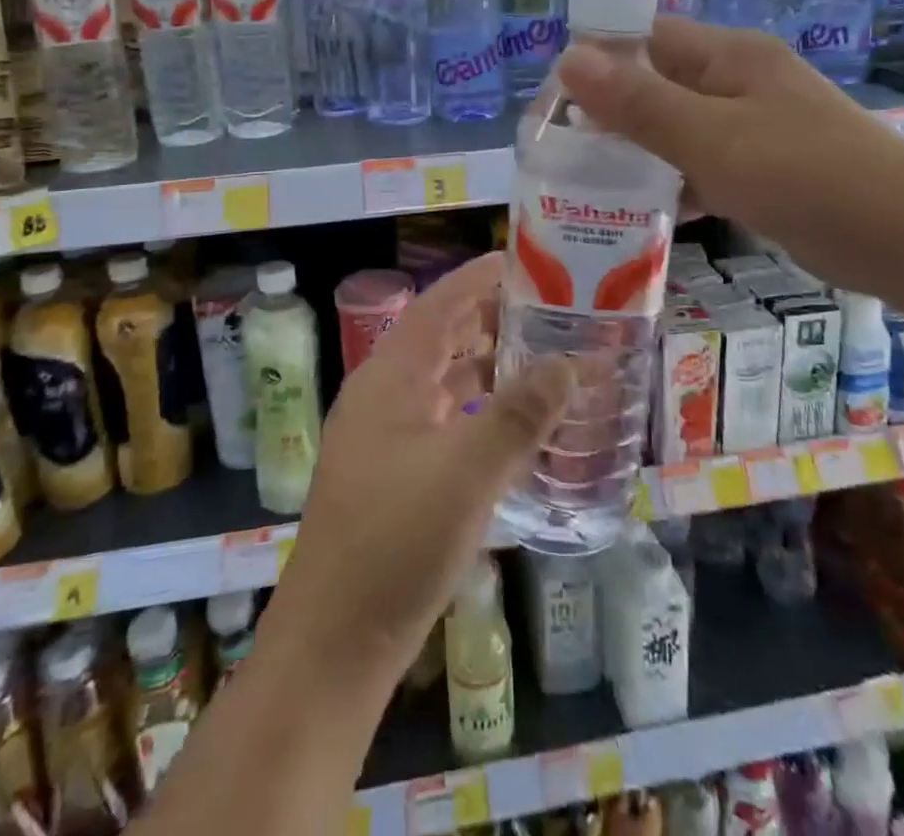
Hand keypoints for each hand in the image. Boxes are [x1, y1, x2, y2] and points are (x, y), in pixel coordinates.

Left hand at [261, 254, 572, 689]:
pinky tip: (516, 426)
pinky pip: (444, 421)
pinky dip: (479, 412)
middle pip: (442, 337)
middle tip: (549, 311)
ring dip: (489, 367)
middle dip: (492, 319)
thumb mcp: (468, 472)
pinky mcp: (394, 475)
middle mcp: (383, 395)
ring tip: (543, 359)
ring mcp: (385, 436)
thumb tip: (568, 363)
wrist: (335, 643)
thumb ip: (520, 414)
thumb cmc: (397, 541)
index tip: (524, 261)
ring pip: (444, 381)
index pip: (439, 304)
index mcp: (390, 377)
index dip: (479, 277)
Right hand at [558, 17, 903, 299]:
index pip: (646, 38)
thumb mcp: (711, 138)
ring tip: (587, 184)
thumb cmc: (805, 175)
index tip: (554, 103)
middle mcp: (739, 82)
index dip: (598, 60)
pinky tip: (643, 211)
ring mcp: (755, 126)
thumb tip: (568, 57)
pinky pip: (703, 164)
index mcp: (728, 57)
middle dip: (611, 113)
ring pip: (678, 128)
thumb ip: (639, 102)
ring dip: (639, 151)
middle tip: (562, 151)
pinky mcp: (765, 169)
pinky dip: (674, 181)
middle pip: (658, 84)